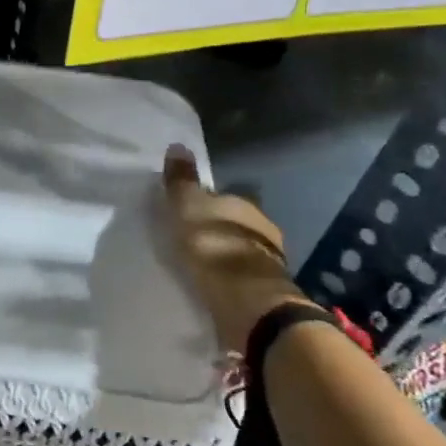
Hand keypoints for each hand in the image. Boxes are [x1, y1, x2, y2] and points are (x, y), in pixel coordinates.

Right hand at [161, 147, 310, 355]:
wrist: (247, 301)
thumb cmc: (213, 246)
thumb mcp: (187, 207)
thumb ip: (182, 181)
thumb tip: (178, 145)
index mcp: (243, 204)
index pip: (223, 196)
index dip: (205, 202)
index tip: (185, 212)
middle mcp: (261, 227)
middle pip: (234, 223)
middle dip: (216, 228)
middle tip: (189, 237)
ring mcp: (268, 259)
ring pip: (240, 249)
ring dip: (224, 254)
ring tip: (198, 263)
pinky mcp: (266, 288)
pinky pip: (242, 275)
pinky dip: (229, 276)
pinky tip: (213, 283)